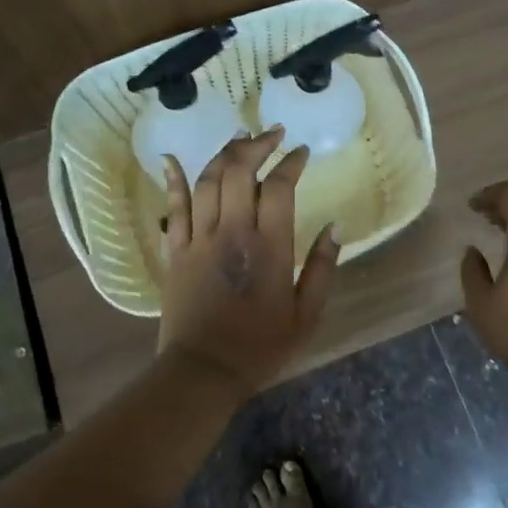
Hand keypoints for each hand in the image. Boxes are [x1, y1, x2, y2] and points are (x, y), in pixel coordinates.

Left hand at [157, 128, 340, 399]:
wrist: (203, 372)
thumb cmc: (260, 346)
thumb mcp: (307, 315)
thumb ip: (324, 268)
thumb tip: (335, 226)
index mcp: (269, 247)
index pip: (279, 186)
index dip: (291, 162)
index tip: (301, 152)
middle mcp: (232, 232)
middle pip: (239, 170)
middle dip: (257, 144)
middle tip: (272, 134)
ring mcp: (199, 238)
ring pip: (207, 181)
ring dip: (224, 153)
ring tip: (240, 138)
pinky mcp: (175, 250)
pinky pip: (173, 207)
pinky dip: (172, 179)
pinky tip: (172, 158)